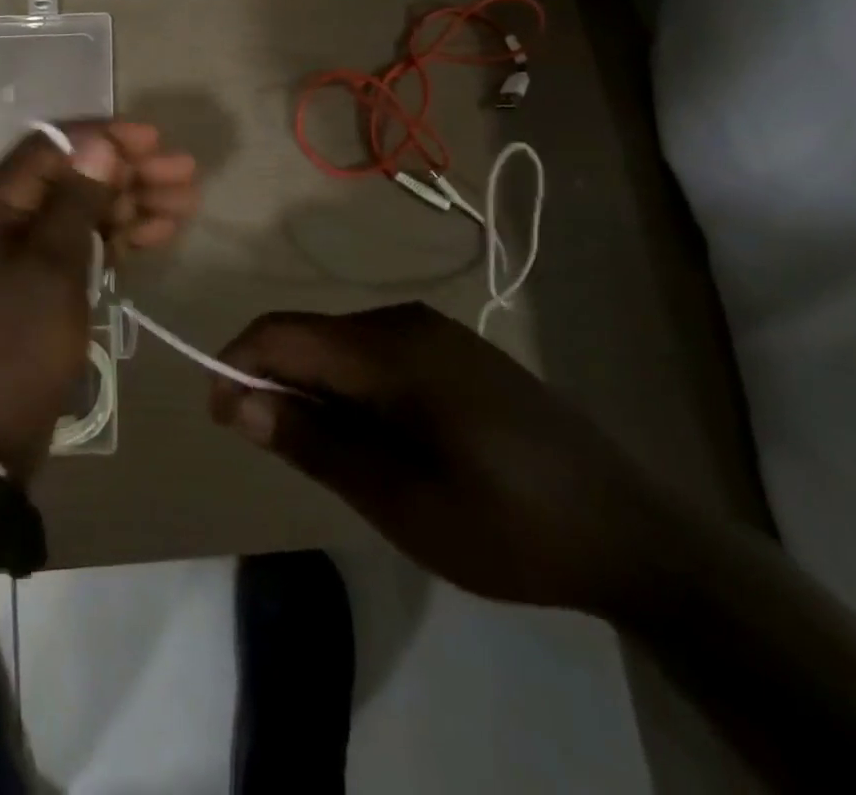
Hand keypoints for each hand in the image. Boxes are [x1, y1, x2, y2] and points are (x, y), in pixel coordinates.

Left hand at [0, 123, 198, 481]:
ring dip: (132, 205)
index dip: (105, 139)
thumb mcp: (50, 268)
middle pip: (74, 177)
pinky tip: (158, 235)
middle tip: (186, 176)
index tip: (156, 141)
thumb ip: (76, 201)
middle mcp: (7, 218)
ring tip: (186, 205)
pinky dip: (119, 238)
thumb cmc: (15, 346)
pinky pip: (83, 245)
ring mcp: (24, 253)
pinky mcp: (40, 283)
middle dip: (130, 173)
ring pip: (84, 210)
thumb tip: (100, 144)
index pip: (54, 147)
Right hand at [210, 302, 673, 613]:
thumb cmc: (508, 524)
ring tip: (328, 454)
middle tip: (277, 449)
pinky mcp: (453, 351)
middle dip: (275, 382)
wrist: (633, 533)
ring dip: (313, 388)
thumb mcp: (399, 500)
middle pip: (308, 335)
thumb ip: (314, 443)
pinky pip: (374, 355)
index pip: (281, 333)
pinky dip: (350, 388)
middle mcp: (405, 322)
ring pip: (339, 345)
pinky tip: (374, 438)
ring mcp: (433, 332)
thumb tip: (239, 403)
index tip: (221, 418)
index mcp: (390, 349)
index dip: (236, 365)